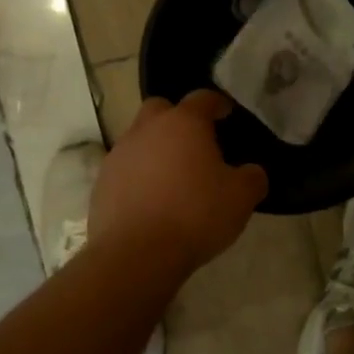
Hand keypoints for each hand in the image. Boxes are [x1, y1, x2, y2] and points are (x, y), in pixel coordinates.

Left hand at [91, 90, 267, 270]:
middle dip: (177, 119)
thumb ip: (252, 177)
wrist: (136, 255)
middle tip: (194, 143)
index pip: (202, 98)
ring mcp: (119, 154)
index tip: (226, 113)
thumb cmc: (195, 215)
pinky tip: (150, 201)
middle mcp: (147, 129)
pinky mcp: (101, 183)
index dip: (216, 104)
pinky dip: (138, 176)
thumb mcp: (241, 198)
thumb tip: (250, 172)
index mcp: (184, 123)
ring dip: (155, 149)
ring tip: (172, 177)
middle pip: (161, 109)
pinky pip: (125, 169)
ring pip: (139, 139)